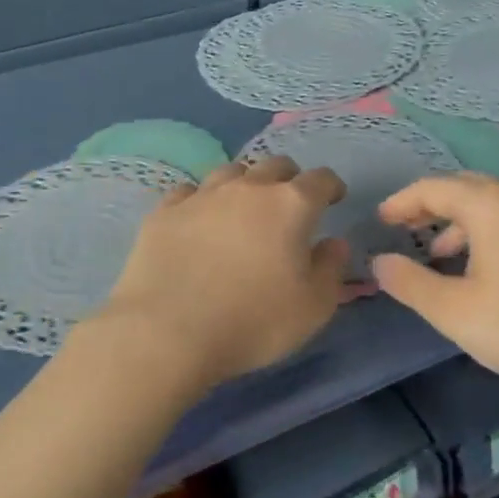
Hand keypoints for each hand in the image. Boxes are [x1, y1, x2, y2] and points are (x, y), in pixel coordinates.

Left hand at [89, 157, 349, 387]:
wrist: (166, 332)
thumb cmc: (253, 322)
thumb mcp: (313, 307)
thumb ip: (331, 268)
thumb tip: (334, 243)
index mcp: (291, 204)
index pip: (320, 179)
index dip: (331, 186)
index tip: (334, 198)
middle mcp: (248, 188)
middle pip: (275, 165)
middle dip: (289, 179)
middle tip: (290, 203)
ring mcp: (202, 196)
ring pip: (231, 171)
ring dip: (246, 183)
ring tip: (245, 207)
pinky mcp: (164, 212)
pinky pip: (190, 192)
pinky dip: (202, 200)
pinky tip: (200, 219)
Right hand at [370, 173, 498, 411]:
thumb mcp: (455, 312)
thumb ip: (410, 283)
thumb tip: (378, 262)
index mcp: (490, 204)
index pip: (433, 187)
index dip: (401, 202)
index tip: (379, 221)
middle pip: (465, 188)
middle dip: (430, 205)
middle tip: (404, 229)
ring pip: (492, 205)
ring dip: (459, 222)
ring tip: (439, 255)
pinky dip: (486, 233)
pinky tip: (483, 272)